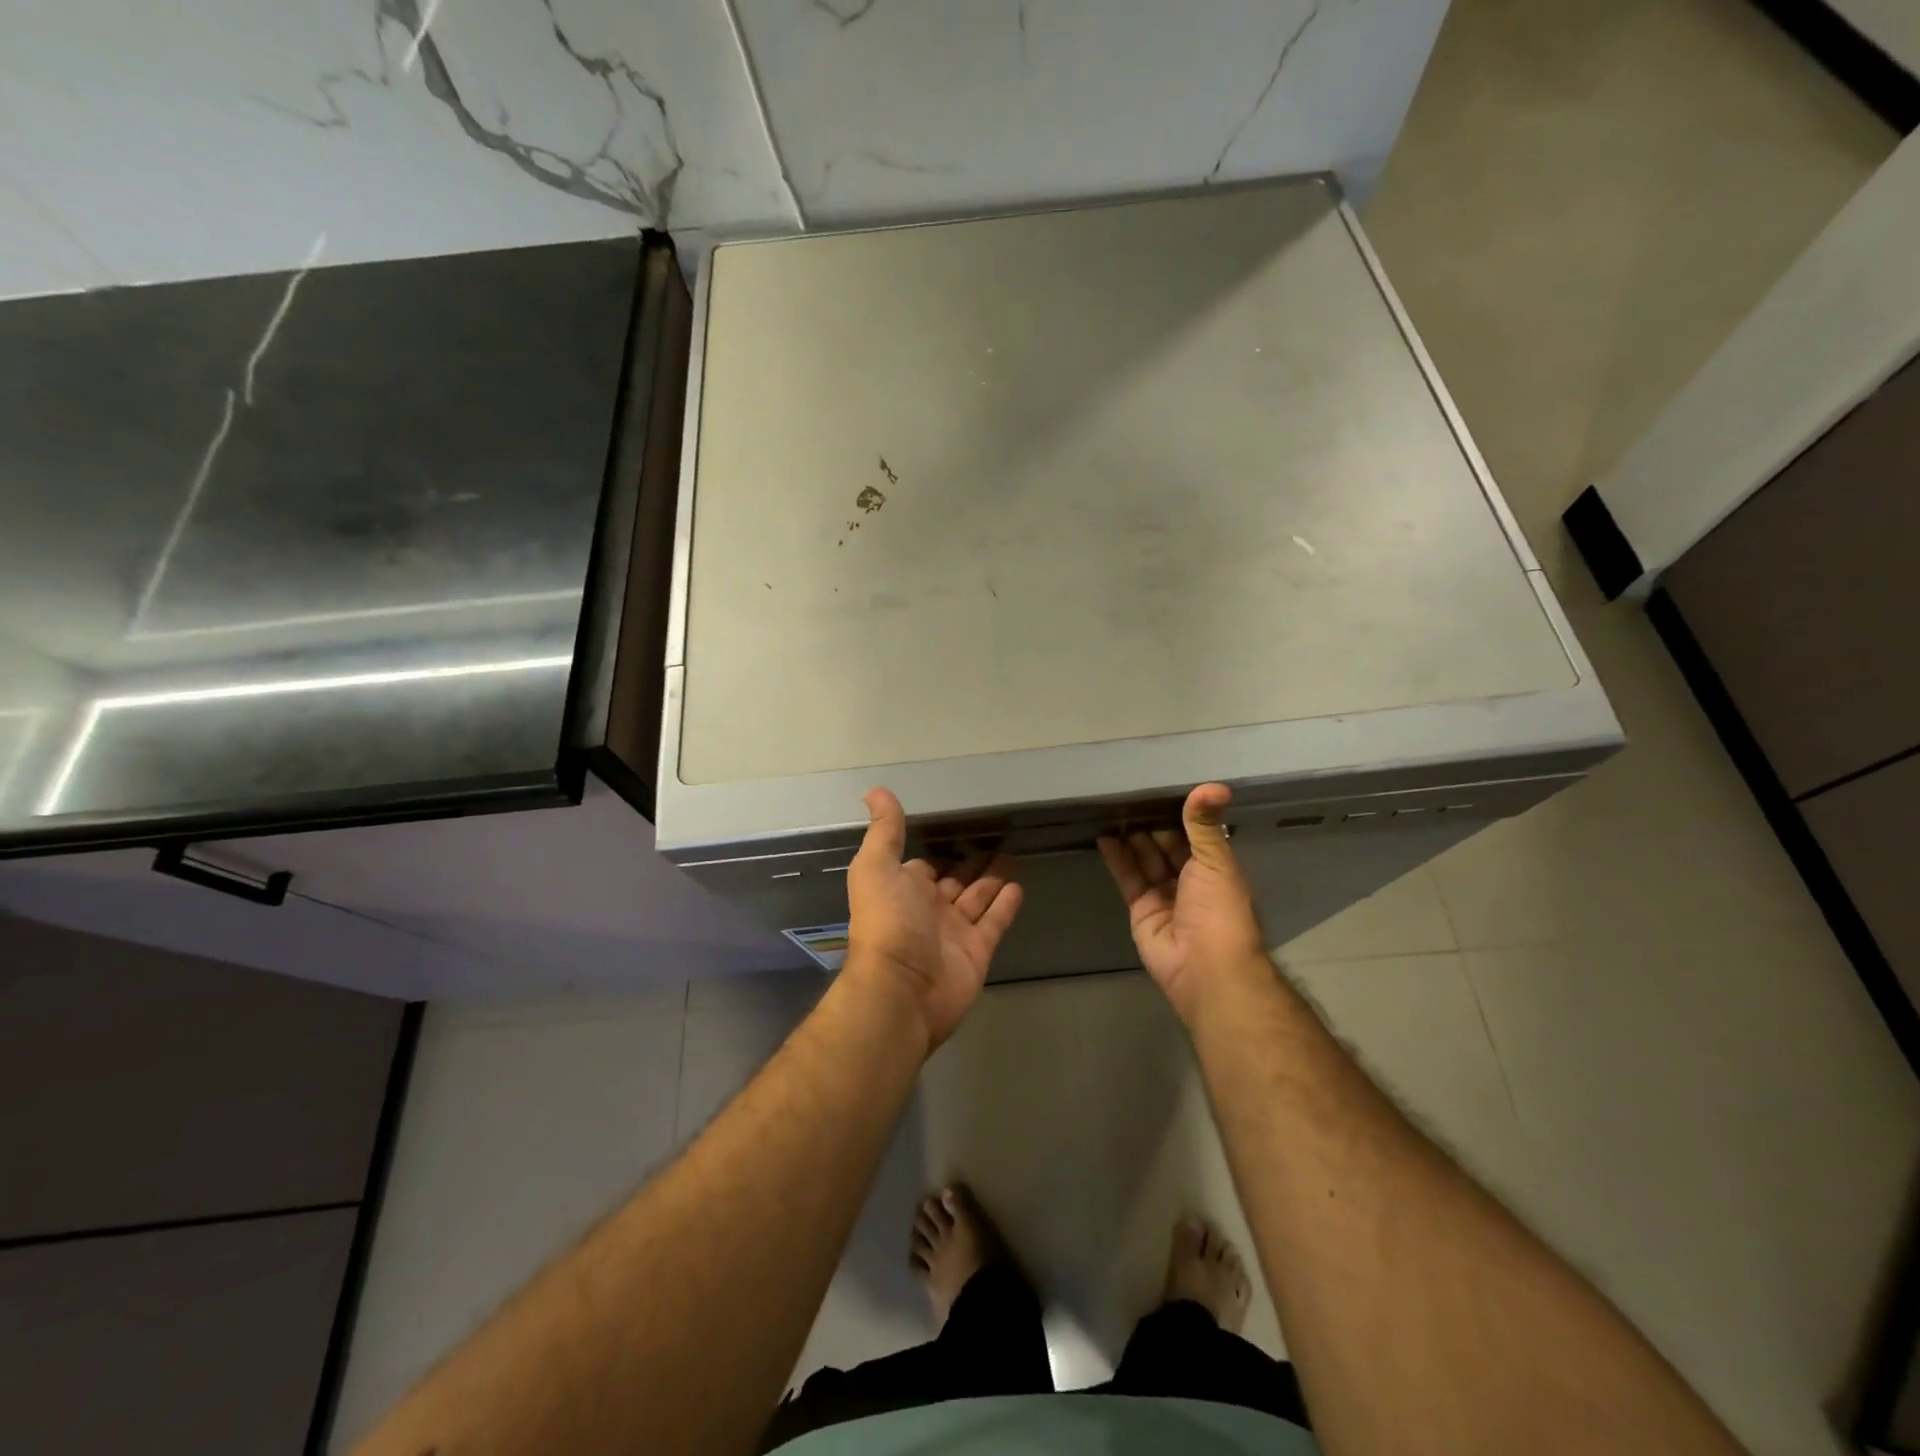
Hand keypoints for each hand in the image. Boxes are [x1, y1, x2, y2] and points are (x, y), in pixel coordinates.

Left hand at [845, 788, 1023, 1050]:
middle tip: (997, 840)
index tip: (959, 830)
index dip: (940, 850)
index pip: (925, 865)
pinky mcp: (977, 951)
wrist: (902, 989)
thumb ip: (884, 831)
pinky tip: (1019, 886)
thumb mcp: (876, 867)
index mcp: (903, 889)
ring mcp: (954, 932)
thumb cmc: (887, 921)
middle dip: (972, 863)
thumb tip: (876, 790)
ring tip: (1013, 855)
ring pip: (977, 898)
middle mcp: (928, 909)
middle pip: (955, 880)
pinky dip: (1006, 905)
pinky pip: (994, 922)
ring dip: (993, 878)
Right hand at [1098, 784, 1270, 1024]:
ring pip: (1145, 860)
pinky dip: (1117, 858)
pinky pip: (1128, 878)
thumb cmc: (1219, 910)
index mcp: (1215, 869)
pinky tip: (1105, 836)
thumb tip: (1215, 785)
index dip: (1179, 815)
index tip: (1160, 789)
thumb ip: (1205, 824)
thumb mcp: (1215, 860)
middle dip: (1151, 824)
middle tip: (1129, 796)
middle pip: (1167, 846)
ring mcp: (1164, 895)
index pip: (1194, 835)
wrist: (1203, 966)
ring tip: (1113, 810)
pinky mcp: (1140, 909)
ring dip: (1131, 838)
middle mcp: (1190, 881)